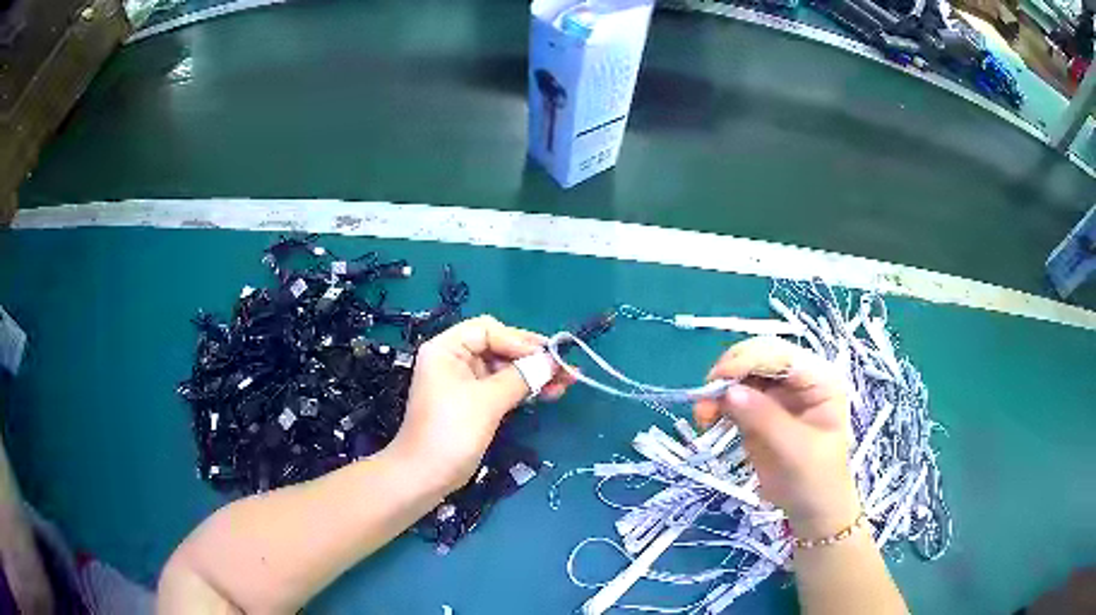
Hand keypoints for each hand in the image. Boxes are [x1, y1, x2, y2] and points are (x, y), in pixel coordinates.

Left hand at [390, 316, 573, 492]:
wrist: (425, 476)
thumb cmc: (451, 432)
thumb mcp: (487, 401)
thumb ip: (521, 377)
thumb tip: (553, 361)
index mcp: (447, 349)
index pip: (488, 330)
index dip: (520, 341)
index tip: (549, 357)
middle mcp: (454, 360)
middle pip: (499, 348)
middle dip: (533, 359)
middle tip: (567, 369)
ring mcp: (463, 383)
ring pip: (504, 369)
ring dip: (534, 375)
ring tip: (566, 383)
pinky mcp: (473, 404)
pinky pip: (502, 388)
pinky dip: (524, 390)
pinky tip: (549, 394)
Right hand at [694, 336, 858, 536]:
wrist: (810, 509)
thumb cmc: (816, 478)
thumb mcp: (796, 449)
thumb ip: (765, 418)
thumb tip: (729, 393)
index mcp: (819, 379)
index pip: (781, 355)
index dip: (749, 360)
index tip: (718, 379)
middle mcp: (798, 379)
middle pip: (758, 358)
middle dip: (730, 372)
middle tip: (705, 398)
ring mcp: (777, 394)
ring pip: (741, 374)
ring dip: (718, 389)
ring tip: (702, 416)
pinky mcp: (758, 410)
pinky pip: (733, 396)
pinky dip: (716, 404)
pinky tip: (706, 420)